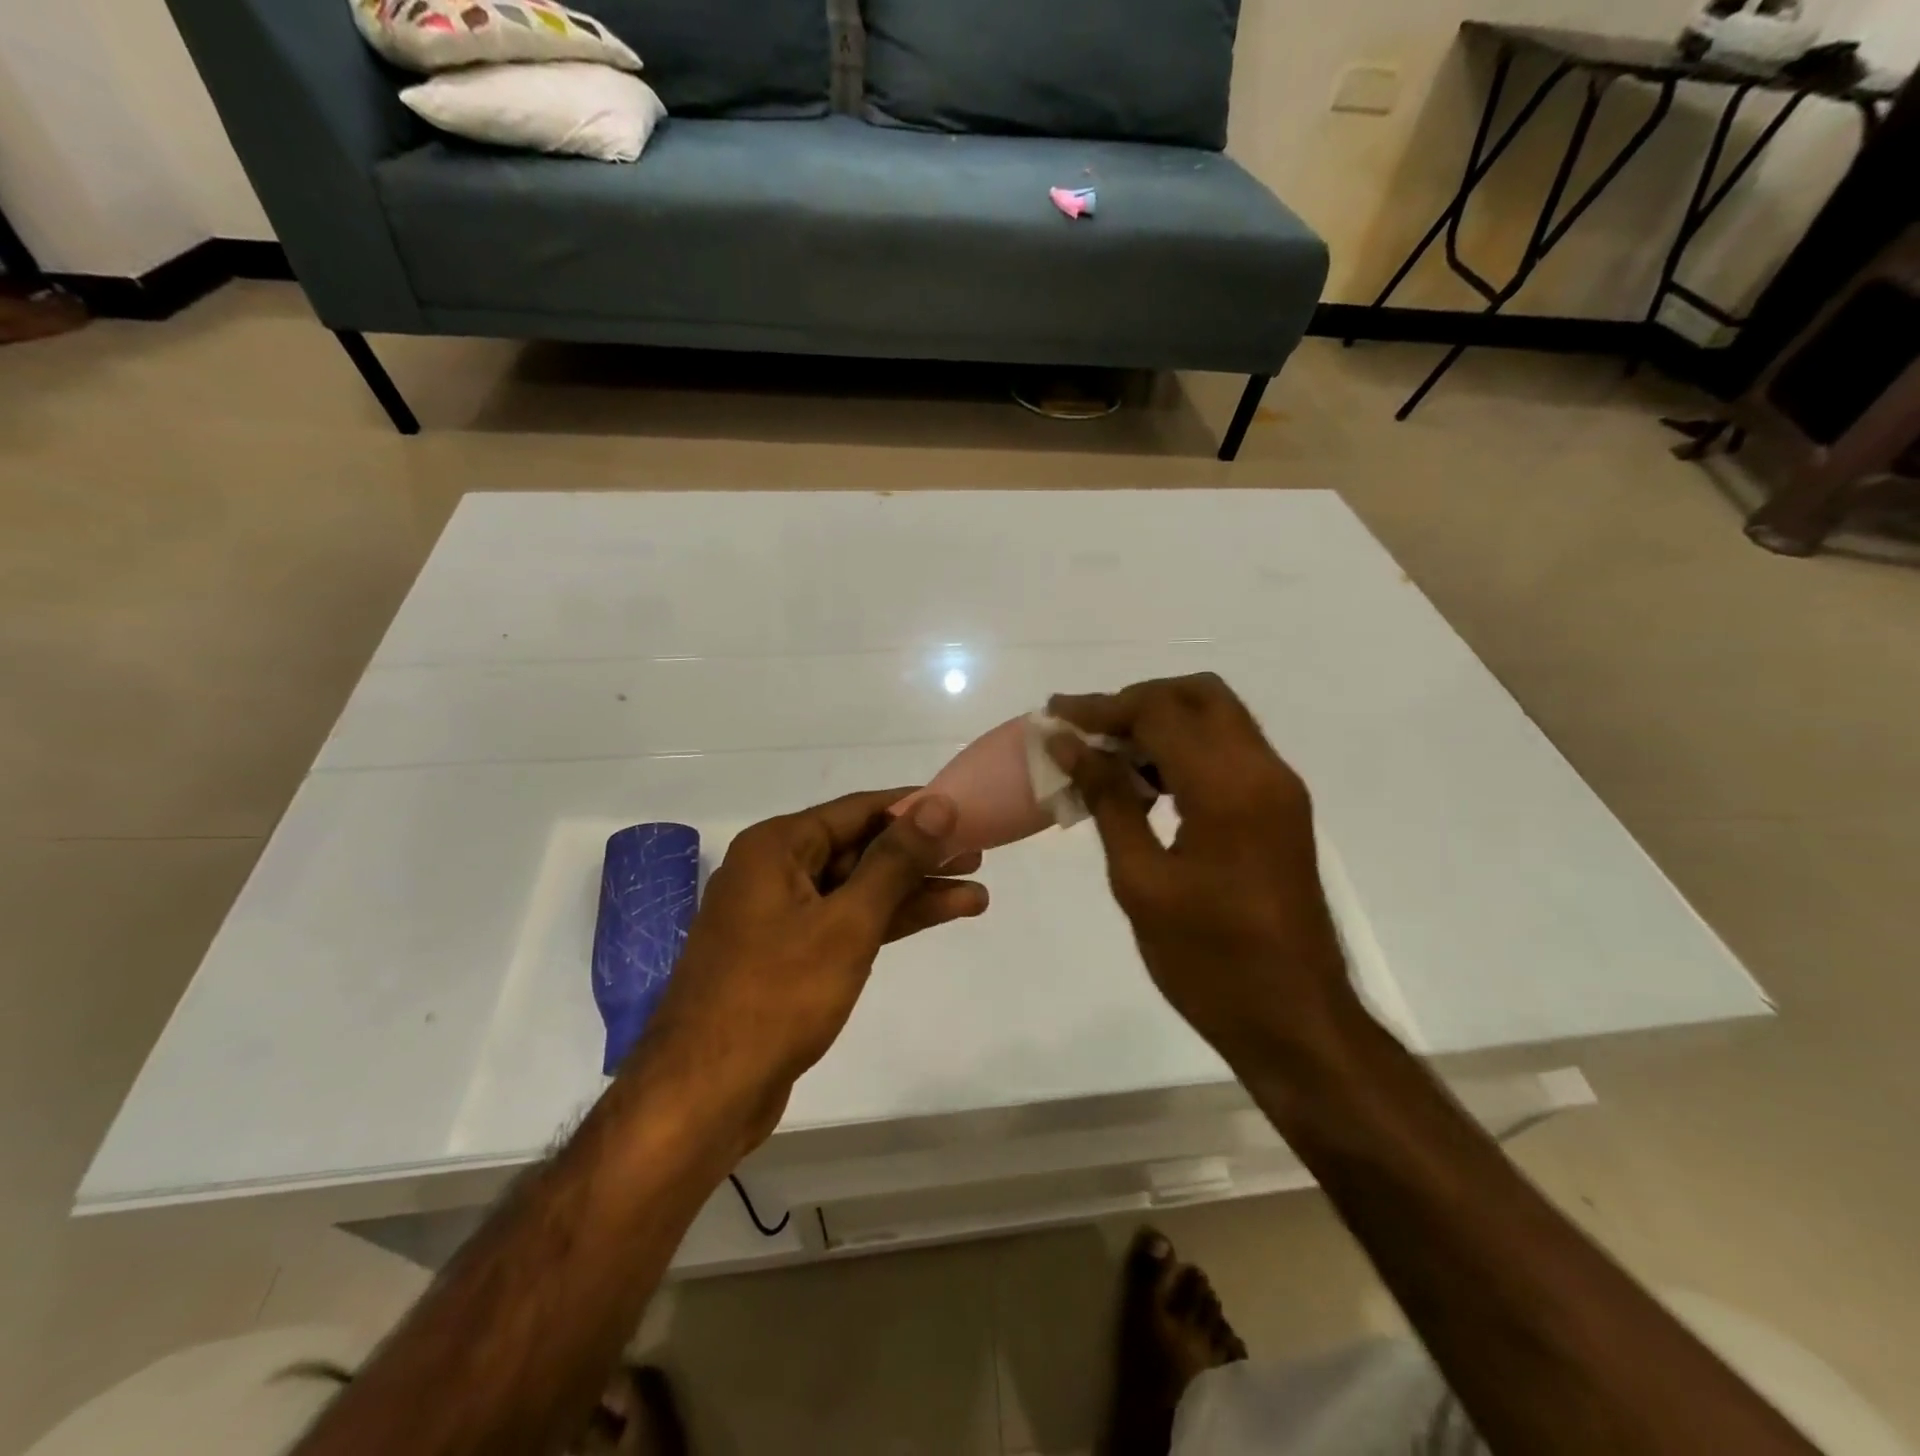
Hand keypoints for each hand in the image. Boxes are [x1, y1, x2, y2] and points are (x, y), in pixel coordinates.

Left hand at [632, 790, 987, 1152]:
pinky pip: (846, 923)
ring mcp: (780, 916)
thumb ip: (895, 861)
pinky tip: (936, 918)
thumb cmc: (776, 996)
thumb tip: (937, 804)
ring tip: (976, 894)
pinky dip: (889, 922)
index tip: (964, 809)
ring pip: (858, 890)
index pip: (858, 810)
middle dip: (920, 855)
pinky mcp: (789, 956)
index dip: (914, 808)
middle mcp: (775, 871)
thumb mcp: (847, 922)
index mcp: (777, 847)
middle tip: (978, 854)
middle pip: (860, 849)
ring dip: (913, 893)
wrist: (704, 1094)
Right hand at [1047, 674, 1354, 1070]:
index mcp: (1228, 787)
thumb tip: (1069, 744)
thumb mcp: (1141, 882)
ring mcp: (1280, 789)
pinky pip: (1231, 751)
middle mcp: (1264, 771)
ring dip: (1163, 721)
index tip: (1055, 716)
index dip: (1102, 708)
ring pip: (1218, 718)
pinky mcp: (1282, 809)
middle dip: (1137, 701)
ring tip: (1108, 755)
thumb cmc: (1208, 961)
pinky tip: (1147, 784)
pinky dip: (1187, 748)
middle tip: (1088, 730)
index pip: (1160, 711)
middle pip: (1199, 694)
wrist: (1295, 1020)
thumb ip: (1107, 801)